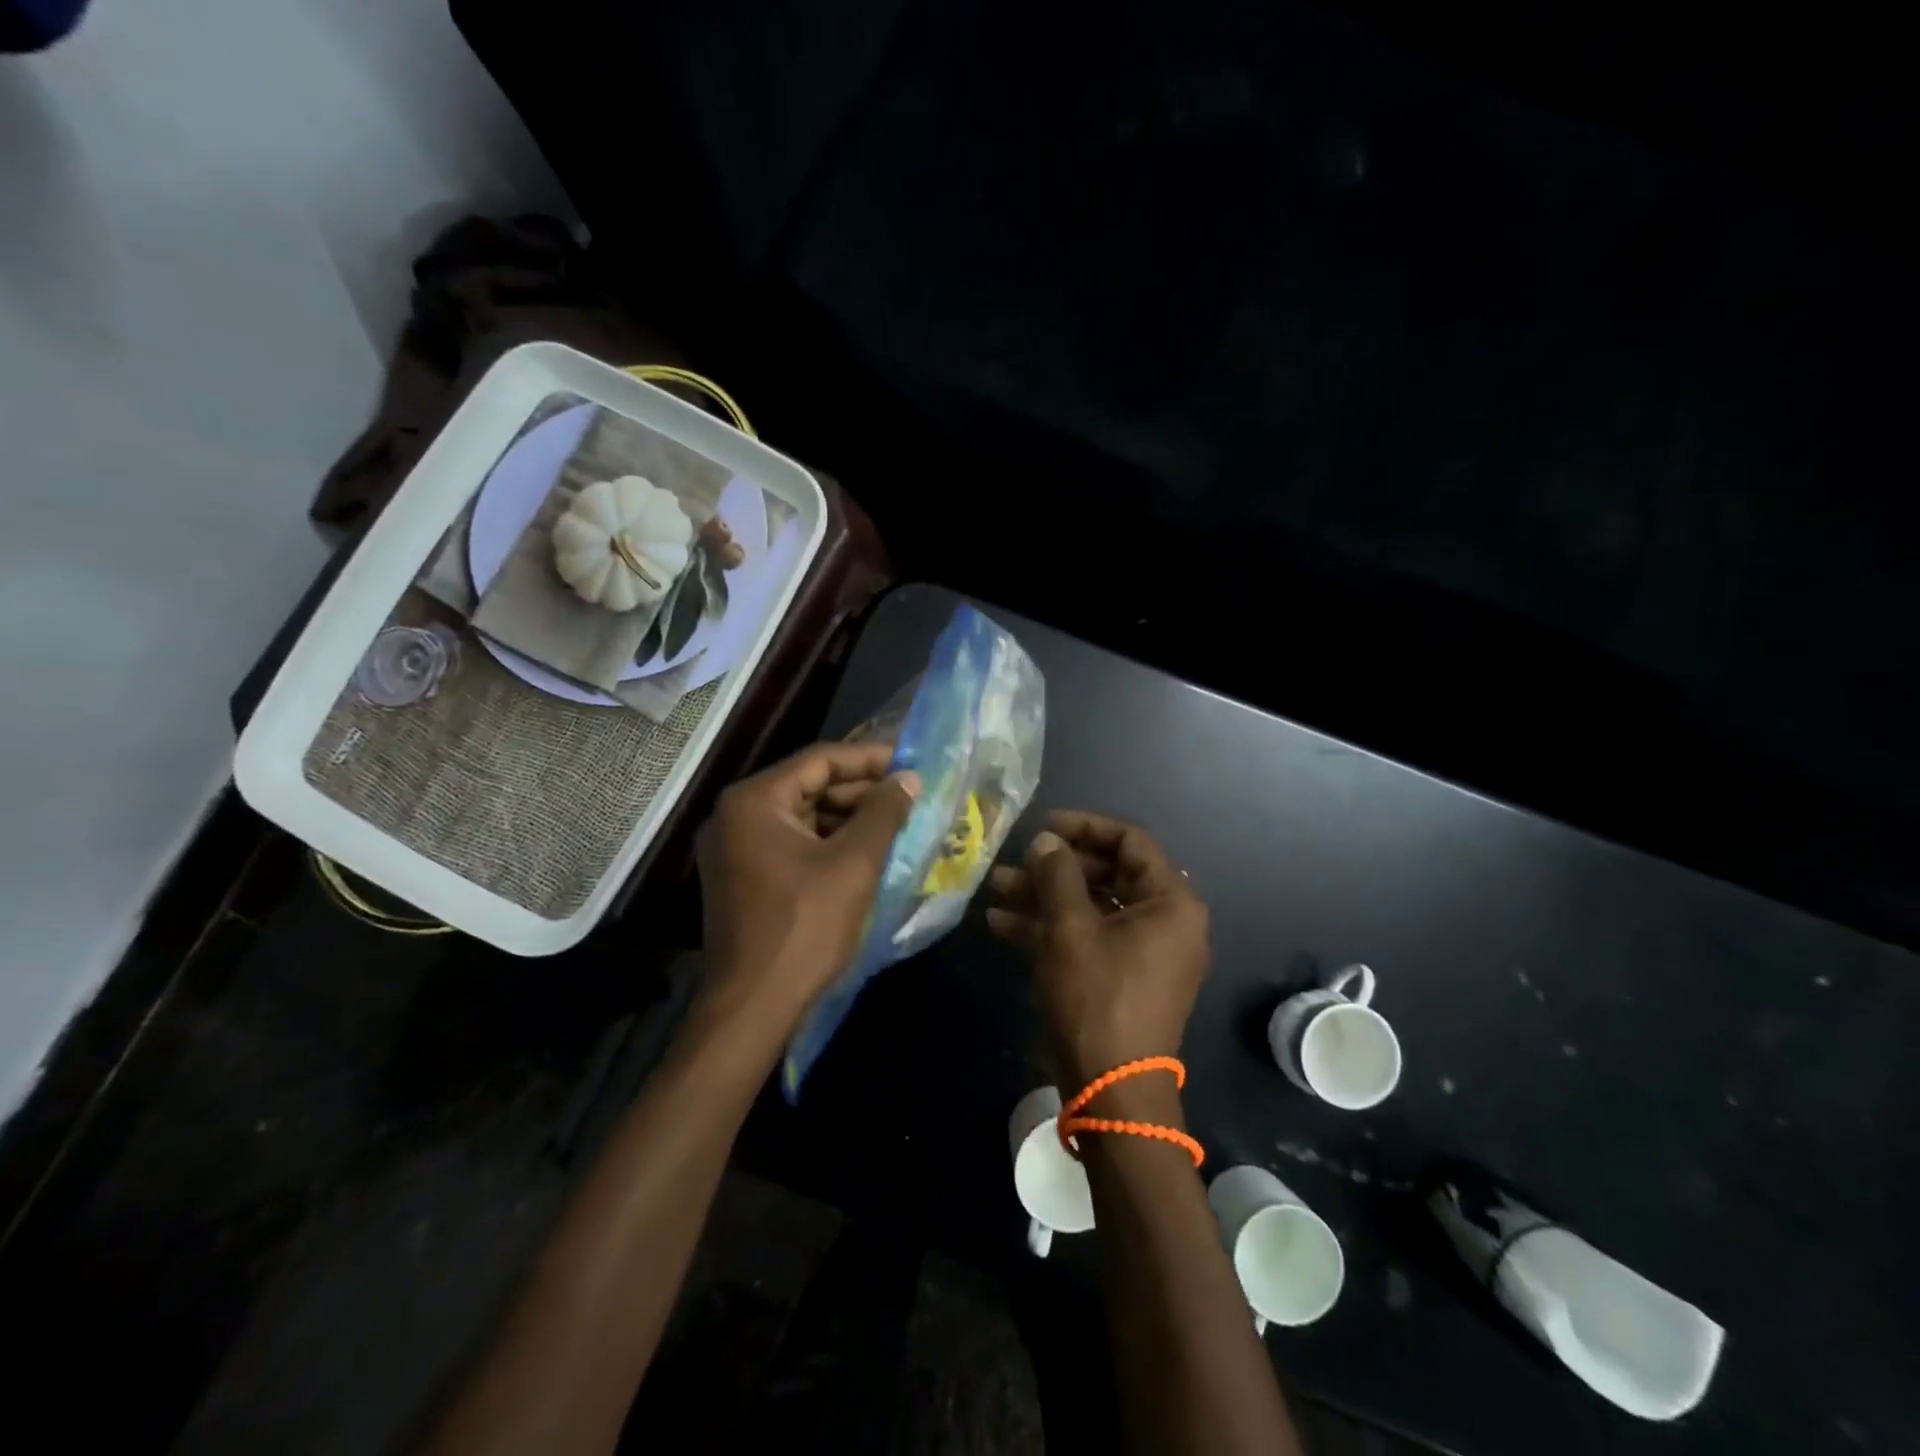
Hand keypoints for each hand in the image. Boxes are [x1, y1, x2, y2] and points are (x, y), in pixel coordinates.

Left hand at [696, 742, 919, 1040]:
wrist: (753, 1007)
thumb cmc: (805, 926)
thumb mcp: (854, 864)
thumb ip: (883, 813)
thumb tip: (908, 778)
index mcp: (754, 801)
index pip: (819, 760)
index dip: (869, 759)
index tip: (909, 763)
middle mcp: (735, 816)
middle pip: (808, 786)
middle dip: (860, 791)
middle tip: (908, 796)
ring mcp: (735, 849)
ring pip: (802, 817)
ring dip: (848, 818)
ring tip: (896, 823)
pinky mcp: (743, 877)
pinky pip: (792, 843)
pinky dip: (829, 843)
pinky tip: (867, 852)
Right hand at [987, 811, 1210, 1092]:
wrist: (1110, 1091)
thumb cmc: (1097, 998)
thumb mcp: (1070, 929)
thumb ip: (1057, 875)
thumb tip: (1047, 840)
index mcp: (1171, 902)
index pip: (1131, 842)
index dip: (1085, 827)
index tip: (1044, 826)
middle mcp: (1166, 922)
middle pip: (1108, 874)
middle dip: (1055, 868)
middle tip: (1015, 863)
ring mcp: (1144, 952)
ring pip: (1092, 907)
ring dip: (1045, 897)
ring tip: (996, 888)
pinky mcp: (1122, 977)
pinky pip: (1088, 938)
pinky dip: (1050, 928)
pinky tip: (1002, 923)